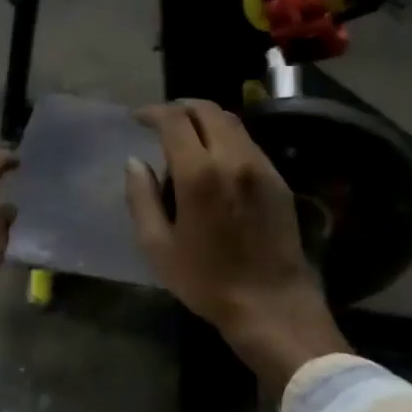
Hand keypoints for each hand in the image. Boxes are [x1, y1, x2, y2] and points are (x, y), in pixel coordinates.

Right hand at [124, 100, 347, 392]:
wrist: (271, 304)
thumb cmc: (207, 281)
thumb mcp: (158, 247)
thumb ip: (141, 198)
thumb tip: (134, 163)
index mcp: (200, 173)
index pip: (174, 120)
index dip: (152, 112)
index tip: (137, 118)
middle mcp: (233, 158)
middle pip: (207, 110)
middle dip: (180, 108)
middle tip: (161, 121)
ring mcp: (261, 165)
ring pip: (231, 122)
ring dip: (204, 119)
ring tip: (186, 135)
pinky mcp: (278, 178)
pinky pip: (247, 142)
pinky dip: (225, 136)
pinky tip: (215, 158)